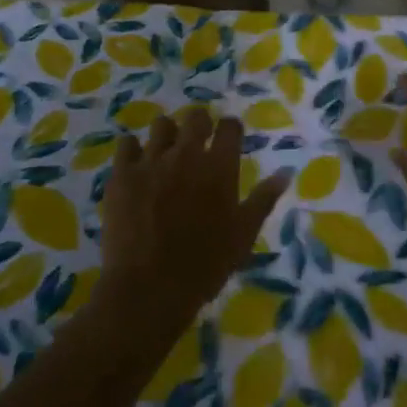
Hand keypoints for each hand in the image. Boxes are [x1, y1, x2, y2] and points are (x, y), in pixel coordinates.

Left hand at [97, 111, 288, 338]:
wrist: (149, 289)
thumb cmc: (204, 266)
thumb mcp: (243, 236)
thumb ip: (263, 199)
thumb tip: (284, 172)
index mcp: (219, 167)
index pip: (230, 126)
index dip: (230, 130)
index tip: (228, 140)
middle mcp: (186, 154)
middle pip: (196, 117)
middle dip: (199, 125)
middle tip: (197, 145)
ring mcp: (152, 160)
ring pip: (161, 124)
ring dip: (167, 135)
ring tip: (165, 154)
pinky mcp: (122, 173)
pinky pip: (127, 143)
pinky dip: (133, 151)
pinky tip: (136, 166)